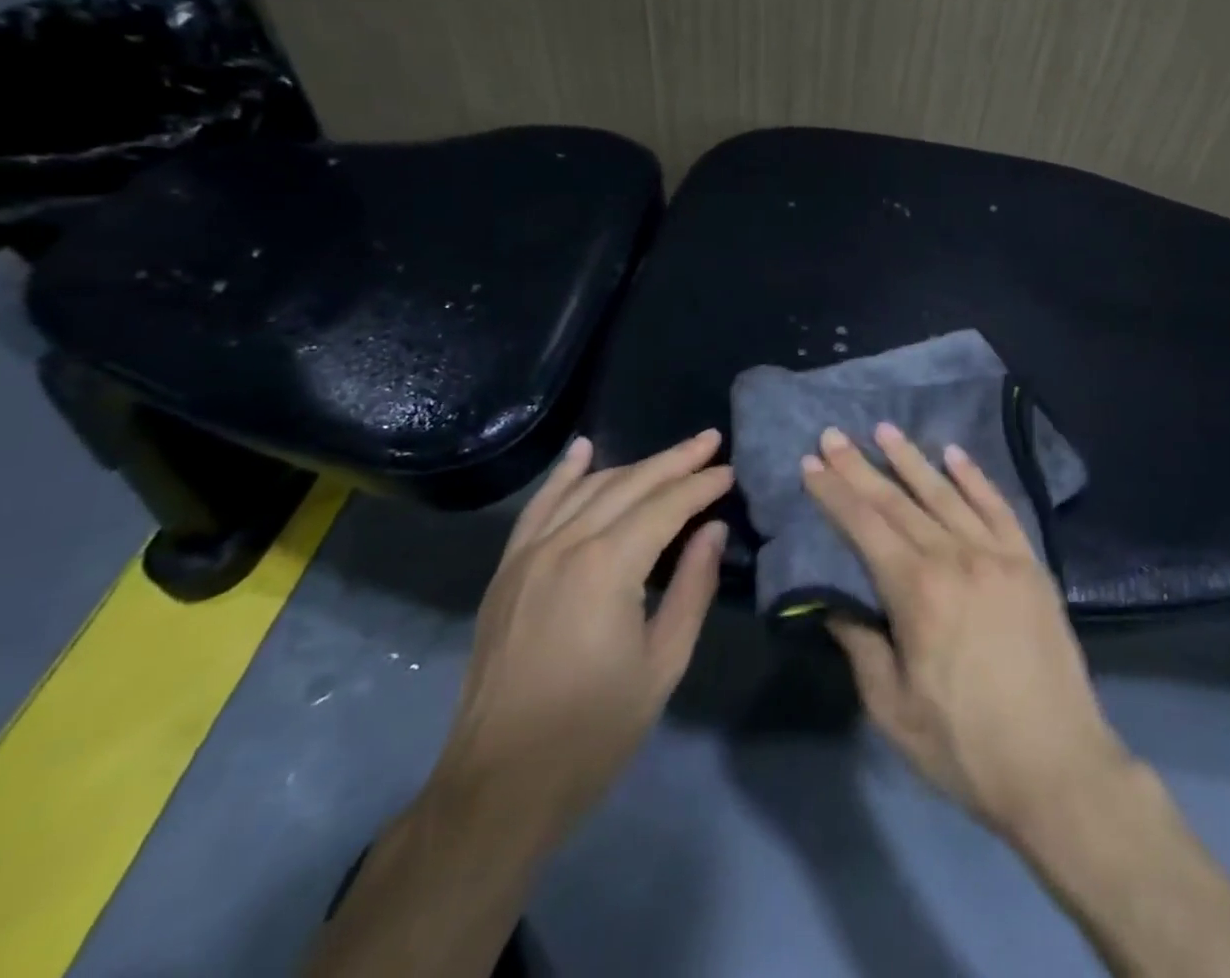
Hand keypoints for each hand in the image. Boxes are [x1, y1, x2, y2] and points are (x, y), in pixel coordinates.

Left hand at [430, 431, 733, 845]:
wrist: (497, 788)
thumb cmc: (593, 732)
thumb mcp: (663, 662)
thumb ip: (693, 587)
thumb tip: (713, 530)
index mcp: (607, 567)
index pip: (666, 506)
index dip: (701, 485)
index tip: (731, 470)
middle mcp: (565, 545)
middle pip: (629, 485)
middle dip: (675, 461)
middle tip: (711, 441)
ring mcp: (528, 555)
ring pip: (588, 488)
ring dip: (633, 465)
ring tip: (672, 454)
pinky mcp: (506, 572)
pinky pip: (539, 507)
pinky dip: (564, 475)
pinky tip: (584, 449)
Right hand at [801, 424, 1133, 841]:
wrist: (1058, 766)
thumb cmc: (964, 746)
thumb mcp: (892, 707)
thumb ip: (860, 643)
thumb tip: (832, 600)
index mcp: (918, 591)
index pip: (865, 526)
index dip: (835, 492)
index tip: (812, 462)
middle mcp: (957, 557)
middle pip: (899, 501)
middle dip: (861, 467)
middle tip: (834, 434)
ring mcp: (999, 555)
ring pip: (947, 494)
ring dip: (913, 460)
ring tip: (885, 430)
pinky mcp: (1030, 563)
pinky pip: (998, 508)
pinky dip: (975, 478)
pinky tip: (955, 455)